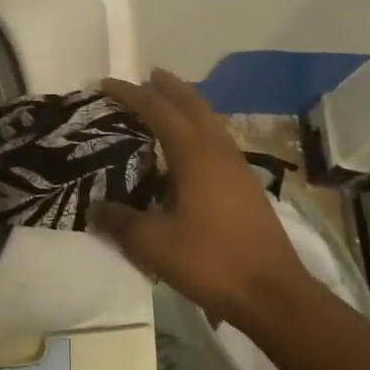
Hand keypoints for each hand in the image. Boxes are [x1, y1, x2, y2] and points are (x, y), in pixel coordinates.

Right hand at [94, 69, 309, 320]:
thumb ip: (120, 221)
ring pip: (210, 122)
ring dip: (188, 107)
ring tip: (167, 105)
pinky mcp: (247, 187)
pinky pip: (218, 142)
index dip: (131, 94)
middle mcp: (219, 152)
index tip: (106, 84)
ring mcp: (238, 168)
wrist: (273, 294)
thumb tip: (95, 207)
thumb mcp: (153, 244)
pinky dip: (199, 130)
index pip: (158, 110)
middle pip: (194, 105)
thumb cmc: (211, 260)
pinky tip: (189, 150)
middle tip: (148, 76)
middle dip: (169, 87)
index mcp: (195, 155)